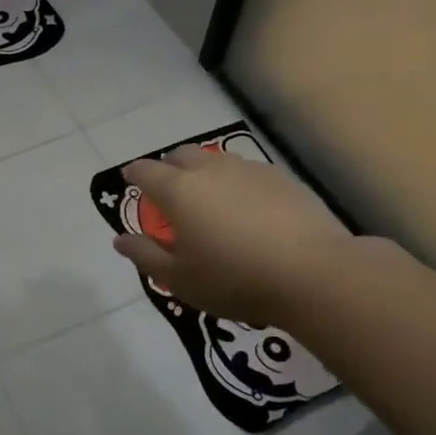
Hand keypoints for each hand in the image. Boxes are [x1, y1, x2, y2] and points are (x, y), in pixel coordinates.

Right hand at [113, 147, 358, 327]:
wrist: (315, 274)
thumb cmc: (234, 279)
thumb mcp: (179, 279)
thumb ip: (145, 255)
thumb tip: (120, 239)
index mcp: (178, 191)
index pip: (144, 171)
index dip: (133, 175)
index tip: (130, 182)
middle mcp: (209, 170)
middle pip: (181, 155)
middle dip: (168, 167)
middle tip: (170, 193)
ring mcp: (249, 170)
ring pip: (216, 161)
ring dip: (204, 174)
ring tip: (210, 202)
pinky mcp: (282, 178)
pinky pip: (248, 173)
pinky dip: (237, 184)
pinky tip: (248, 211)